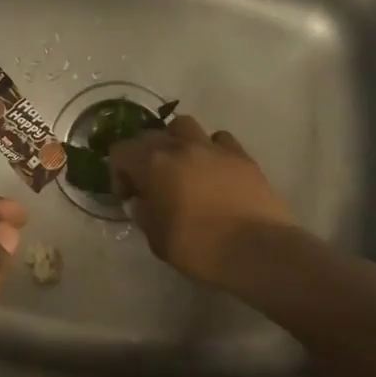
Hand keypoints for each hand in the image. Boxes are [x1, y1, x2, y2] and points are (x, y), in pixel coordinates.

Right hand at [108, 115, 296, 287]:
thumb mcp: (157, 239)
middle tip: (152, 183)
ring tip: (182, 166)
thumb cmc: (199, 248)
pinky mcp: (242, 155)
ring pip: (185, 125)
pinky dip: (211, 149)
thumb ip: (145, 213)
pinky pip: (219, 140)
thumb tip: (144, 201)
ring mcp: (214, 148)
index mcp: (154, 164)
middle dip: (145, 155)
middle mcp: (181, 146)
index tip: (130, 196)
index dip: (119, 172)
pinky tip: (215, 170)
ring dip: (177, 141)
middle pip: (151, 134)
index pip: (121, 150)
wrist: (256, 250)